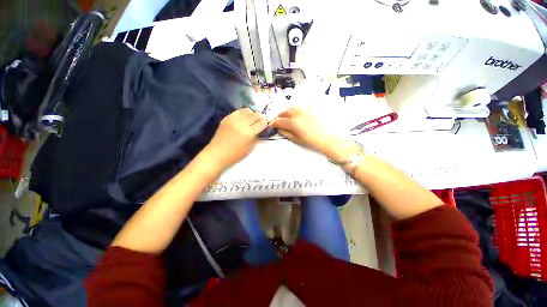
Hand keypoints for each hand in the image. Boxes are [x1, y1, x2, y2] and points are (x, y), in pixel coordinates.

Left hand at [204, 108, 267, 169]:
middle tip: (261, 121)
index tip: (266, 124)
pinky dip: (243, 113)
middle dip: (261, 117)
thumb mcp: (250, 148)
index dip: (265, 123)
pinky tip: (244, 118)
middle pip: (256, 115)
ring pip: (247, 110)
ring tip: (253, 118)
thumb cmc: (235, 154)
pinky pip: (238, 111)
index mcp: (249, 133)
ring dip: (252, 114)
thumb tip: (260, 128)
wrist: (217, 153)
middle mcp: (241, 124)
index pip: (262, 123)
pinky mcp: (227, 118)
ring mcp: (233, 119)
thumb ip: (257, 136)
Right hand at [271, 108, 358, 162]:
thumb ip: (285, 133)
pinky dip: (293, 112)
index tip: (271, 125)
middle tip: (277, 122)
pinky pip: (297, 109)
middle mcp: (296, 114)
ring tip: (285, 119)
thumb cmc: (310, 141)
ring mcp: (303, 111)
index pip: (278, 121)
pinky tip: (294, 116)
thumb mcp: (296, 139)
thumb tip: (278, 128)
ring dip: (285, 113)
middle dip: (278, 117)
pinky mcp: (308, 110)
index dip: (273, 123)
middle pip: (283, 113)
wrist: (327, 137)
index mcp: (292, 122)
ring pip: (290, 109)